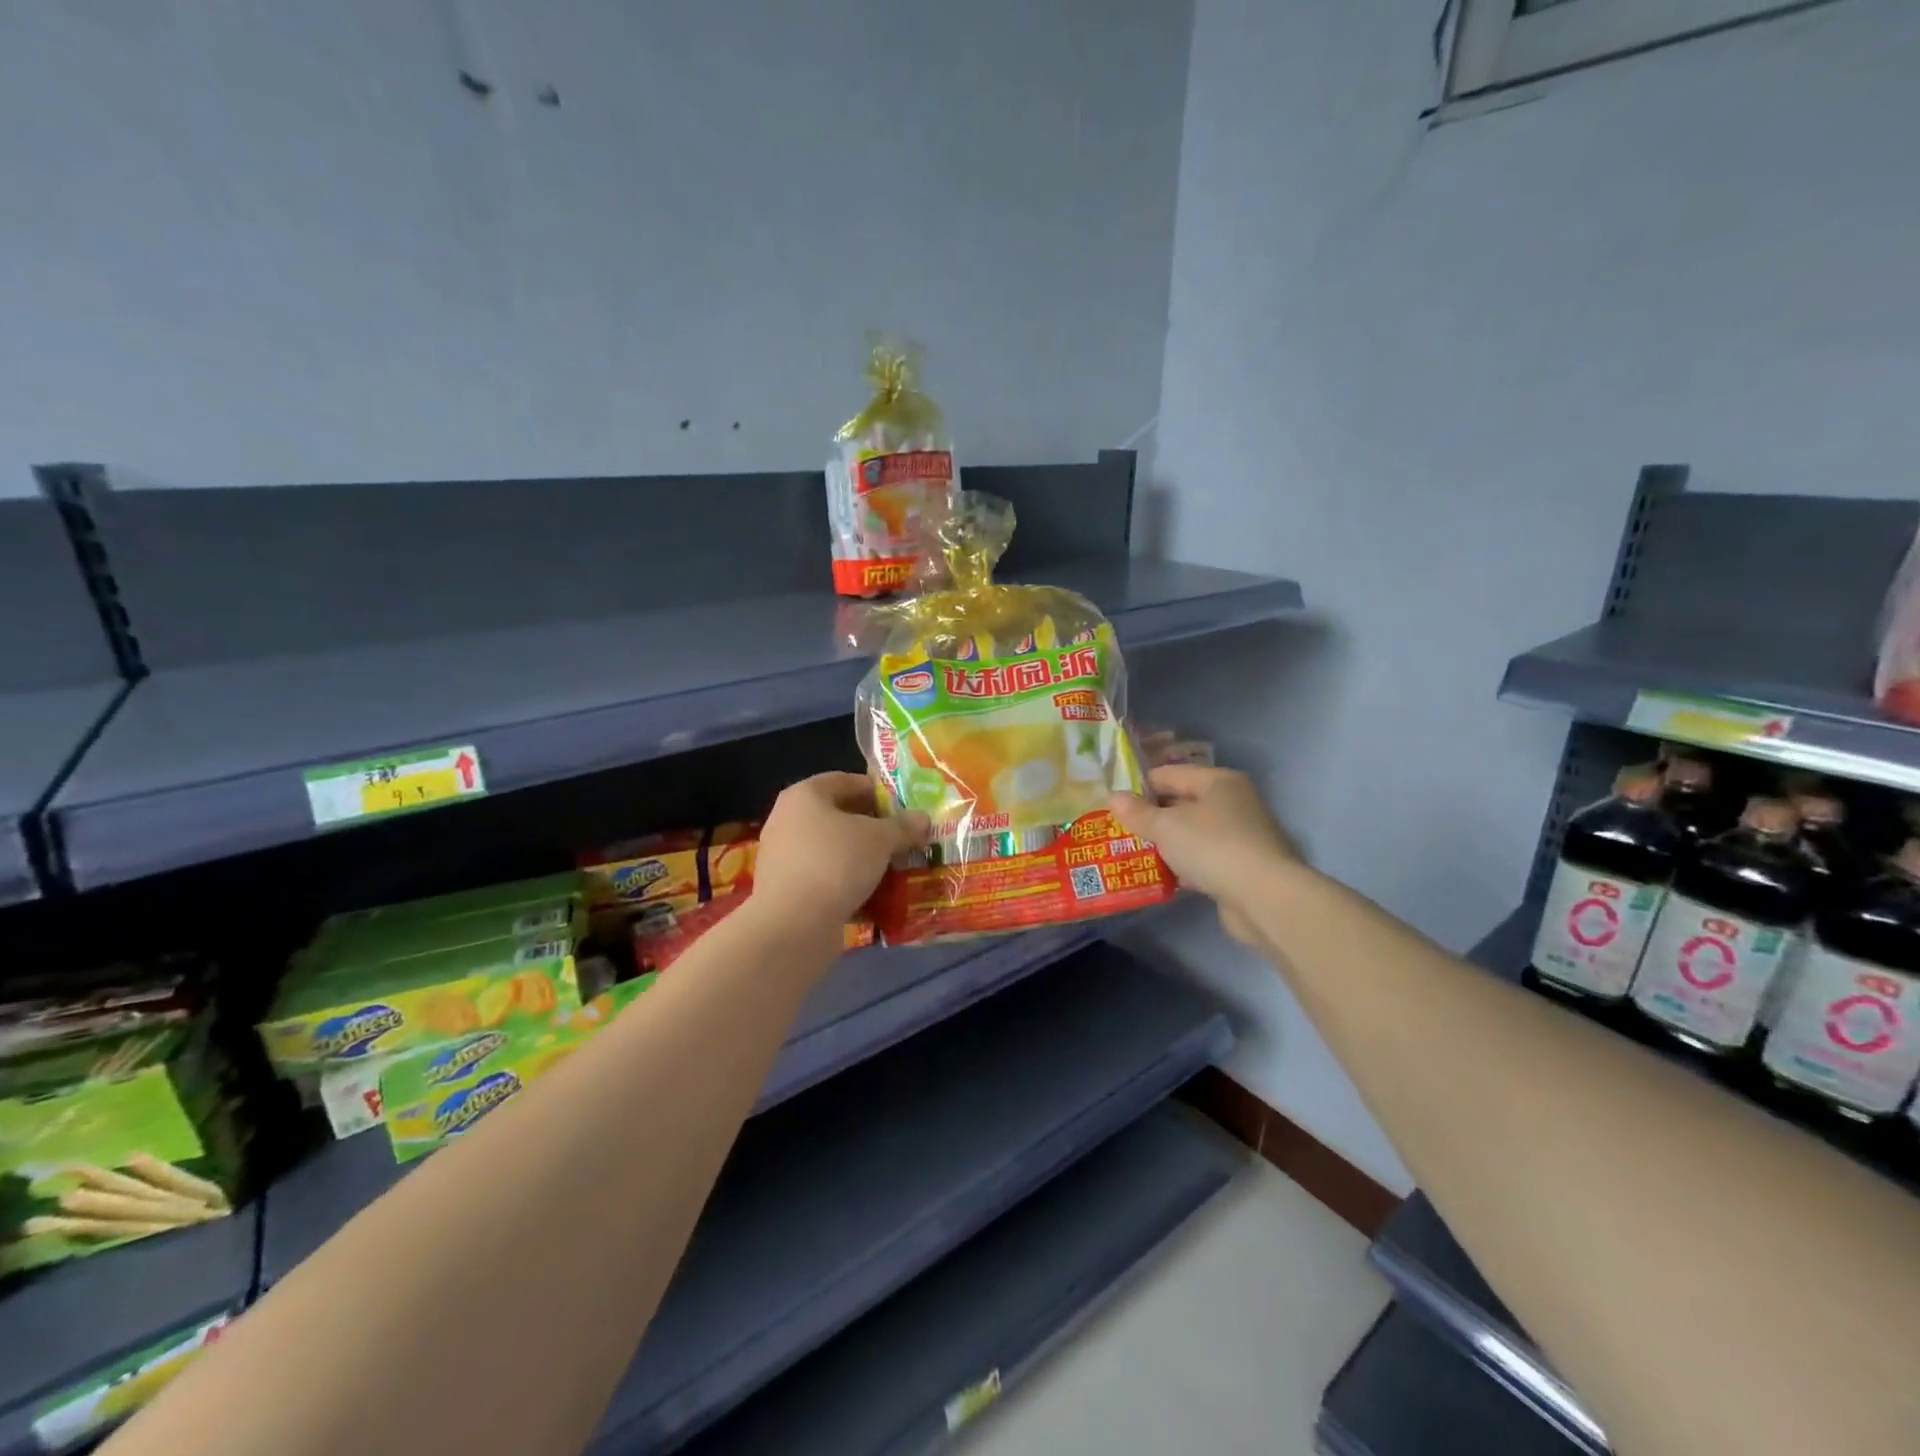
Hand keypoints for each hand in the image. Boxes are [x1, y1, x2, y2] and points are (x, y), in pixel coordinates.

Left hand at [752, 772, 930, 929]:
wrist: (794, 924)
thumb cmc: (836, 862)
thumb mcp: (880, 839)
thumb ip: (903, 826)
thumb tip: (923, 818)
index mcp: (804, 795)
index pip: (844, 780)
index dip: (876, 789)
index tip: (903, 805)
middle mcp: (788, 820)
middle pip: (838, 816)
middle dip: (872, 827)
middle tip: (903, 837)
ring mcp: (784, 857)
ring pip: (833, 850)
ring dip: (862, 857)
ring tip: (894, 867)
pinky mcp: (787, 891)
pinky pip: (825, 878)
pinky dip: (848, 883)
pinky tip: (875, 895)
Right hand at [1110, 765, 1297, 945]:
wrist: (1265, 898)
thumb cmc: (1212, 847)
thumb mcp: (1166, 826)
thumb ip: (1138, 812)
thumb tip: (1113, 797)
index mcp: (1219, 781)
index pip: (1171, 773)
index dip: (1140, 784)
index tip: (1114, 800)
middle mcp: (1234, 803)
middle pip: (1183, 802)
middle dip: (1152, 815)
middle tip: (1119, 827)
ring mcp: (1241, 836)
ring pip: (1193, 833)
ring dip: (1168, 842)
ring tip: (1133, 851)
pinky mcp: (1243, 867)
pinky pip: (1204, 859)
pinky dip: (1184, 865)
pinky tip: (1162, 875)